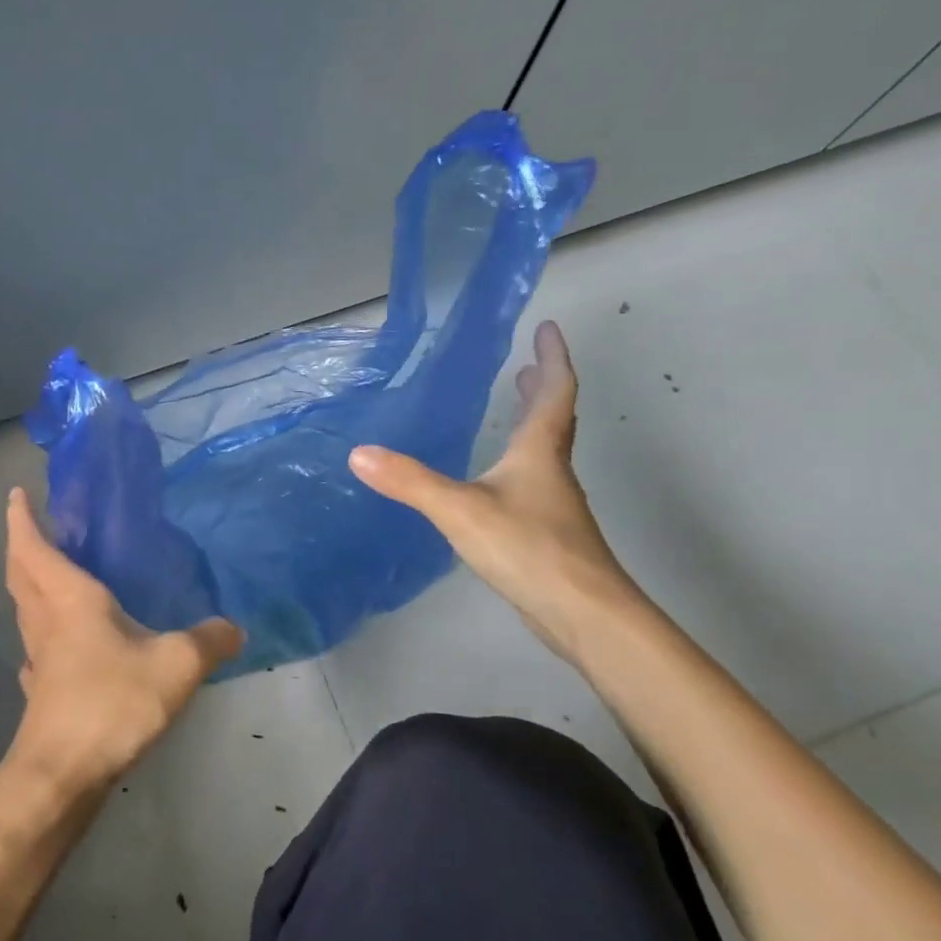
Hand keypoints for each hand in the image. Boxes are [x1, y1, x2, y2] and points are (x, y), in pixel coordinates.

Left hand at [3, 487, 242, 795]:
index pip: (35, 547)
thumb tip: (235, 628)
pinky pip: (37, 644)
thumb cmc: (112, 702)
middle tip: (31, 526)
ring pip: (25, 607)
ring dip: (29, 584)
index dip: (21, 518)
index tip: (15, 493)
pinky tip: (61, 643)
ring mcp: (38, 656)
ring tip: (51, 575)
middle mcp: (46, 620)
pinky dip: (42, 629)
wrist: (63, 773)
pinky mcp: (41, 689)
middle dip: (20, 544)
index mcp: (69, 599)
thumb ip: (208, 641)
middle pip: (20, 573)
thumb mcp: (175, 666)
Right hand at [348, 321, 636, 660]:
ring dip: (532, 424)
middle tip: (527, 366)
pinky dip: (518, 463)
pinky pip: (532, 482)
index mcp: (539, 453)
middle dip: (541, 389)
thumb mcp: (460, 509)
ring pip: (544, 452)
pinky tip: (496, 480)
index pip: (554, 393)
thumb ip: (409, 481)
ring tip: (513, 409)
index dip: (552, 358)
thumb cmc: (527, 548)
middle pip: (554, 419)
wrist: (582, 612)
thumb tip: (358, 453)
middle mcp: (551, 471)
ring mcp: (552, 505)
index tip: (548, 328)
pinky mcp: (547, 534)